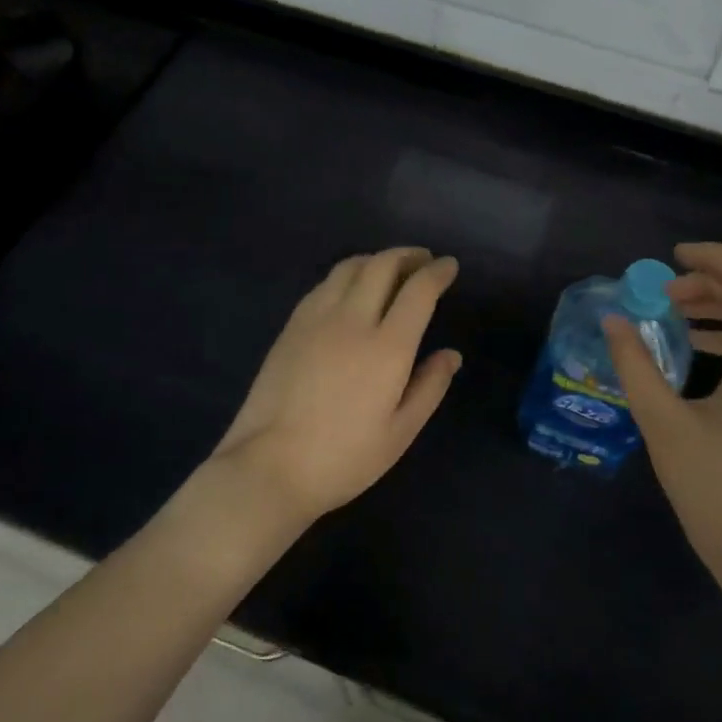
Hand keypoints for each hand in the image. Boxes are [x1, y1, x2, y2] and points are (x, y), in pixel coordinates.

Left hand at [209, 247, 461, 524]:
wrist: (269, 466)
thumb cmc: (344, 458)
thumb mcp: (400, 432)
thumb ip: (430, 387)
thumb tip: (451, 354)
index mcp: (387, 347)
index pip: (418, 290)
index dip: (438, 272)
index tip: (449, 266)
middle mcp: (352, 320)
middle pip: (382, 265)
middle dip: (408, 255)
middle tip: (423, 261)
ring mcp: (316, 319)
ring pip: (349, 267)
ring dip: (376, 259)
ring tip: (389, 269)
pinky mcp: (291, 326)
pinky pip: (324, 284)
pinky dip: (347, 275)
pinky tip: (350, 290)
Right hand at [603, 242, 721, 571]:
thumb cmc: (714, 487)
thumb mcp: (663, 424)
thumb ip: (635, 366)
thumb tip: (614, 321)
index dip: (714, 259)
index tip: (670, 259)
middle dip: (712, 279)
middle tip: (664, 292)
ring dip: (719, 304)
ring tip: (672, 313)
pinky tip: (693, 347)